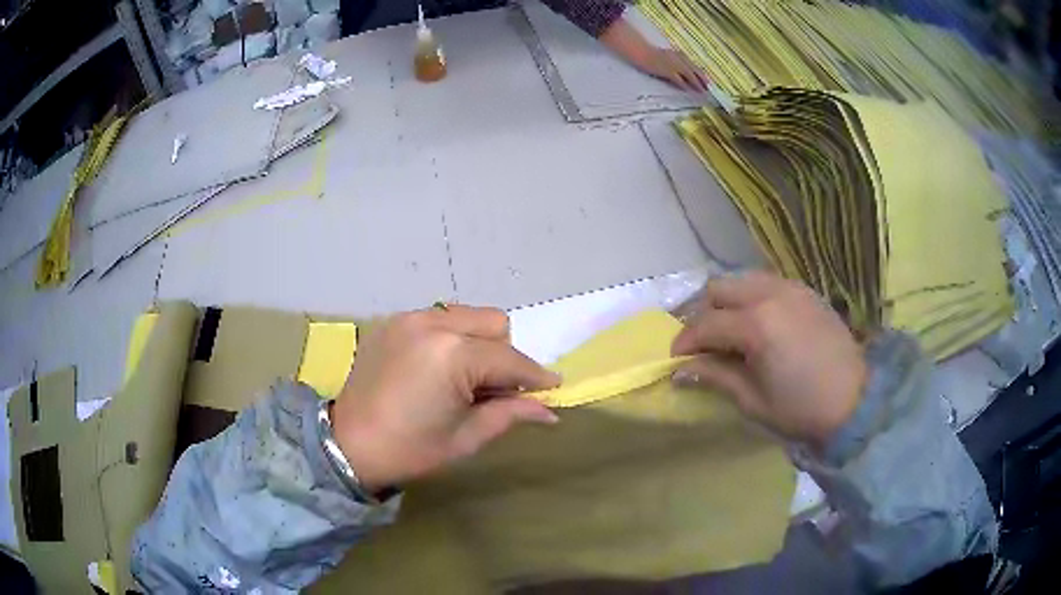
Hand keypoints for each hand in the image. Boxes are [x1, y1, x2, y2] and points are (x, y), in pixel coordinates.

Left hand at [330, 306, 559, 491]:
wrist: (348, 445)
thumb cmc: (410, 449)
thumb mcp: (466, 438)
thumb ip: (510, 414)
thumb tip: (548, 411)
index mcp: (453, 355)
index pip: (510, 359)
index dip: (535, 376)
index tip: (552, 387)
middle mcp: (433, 323)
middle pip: (493, 323)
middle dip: (504, 355)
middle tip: (496, 389)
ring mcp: (409, 318)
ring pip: (466, 316)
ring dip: (478, 342)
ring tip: (465, 377)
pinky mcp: (393, 322)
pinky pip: (438, 318)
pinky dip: (450, 338)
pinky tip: (437, 368)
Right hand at [598, 18, 708, 92]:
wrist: (640, 51)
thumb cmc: (649, 53)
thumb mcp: (665, 56)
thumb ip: (674, 61)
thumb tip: (680, 71)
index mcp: (678, 54)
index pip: (692, 64)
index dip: (700, 72)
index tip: (706, 79)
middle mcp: (679, 59)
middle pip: (694, 69)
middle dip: (702, 78)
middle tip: (709, 87)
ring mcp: (674, 65)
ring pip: (690, 75)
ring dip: (697, 83)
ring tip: (703, 90)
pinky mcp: (668, 71)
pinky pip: (679, 79)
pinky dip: (686, 85)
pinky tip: (689, 90)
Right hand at [671, 272, 865, 450]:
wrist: (855, 399)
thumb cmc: (801, 408)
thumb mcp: (753, 400)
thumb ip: (716, 376)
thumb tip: (680, 371)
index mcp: (756, 324)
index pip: (706, 324)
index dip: (685, 342)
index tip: (675, 360)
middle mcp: (770, 294)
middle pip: (718, 288)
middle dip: (702, 314)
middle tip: (703, 343)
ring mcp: (790, 288)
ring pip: (742, 280)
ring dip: (727, 302)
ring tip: (729, 331)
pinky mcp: (805, 291)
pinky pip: (767, 283)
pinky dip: (752, 297)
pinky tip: (759, 323)